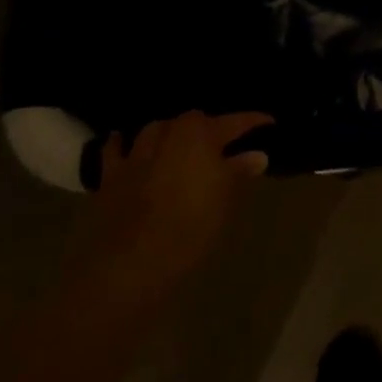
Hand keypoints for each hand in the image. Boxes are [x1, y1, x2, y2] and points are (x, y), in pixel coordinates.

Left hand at [68, 111, 271, 306]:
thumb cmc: (192, 225)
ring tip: (180, 140)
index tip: (269, 122)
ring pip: (156, 129)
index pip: (235, 121)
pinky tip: (124, 140)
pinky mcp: (111, 175)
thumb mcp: (227, 199)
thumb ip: (240, 171)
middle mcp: (169, 134)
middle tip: (224, 140)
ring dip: (170, 131)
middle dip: (209, 126)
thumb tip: (257, 155)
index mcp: (201, 135)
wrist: (132, 261)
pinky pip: (116, 150)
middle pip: (193, 120)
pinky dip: (121, 143)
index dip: (254, 121)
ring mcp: (137, 153)